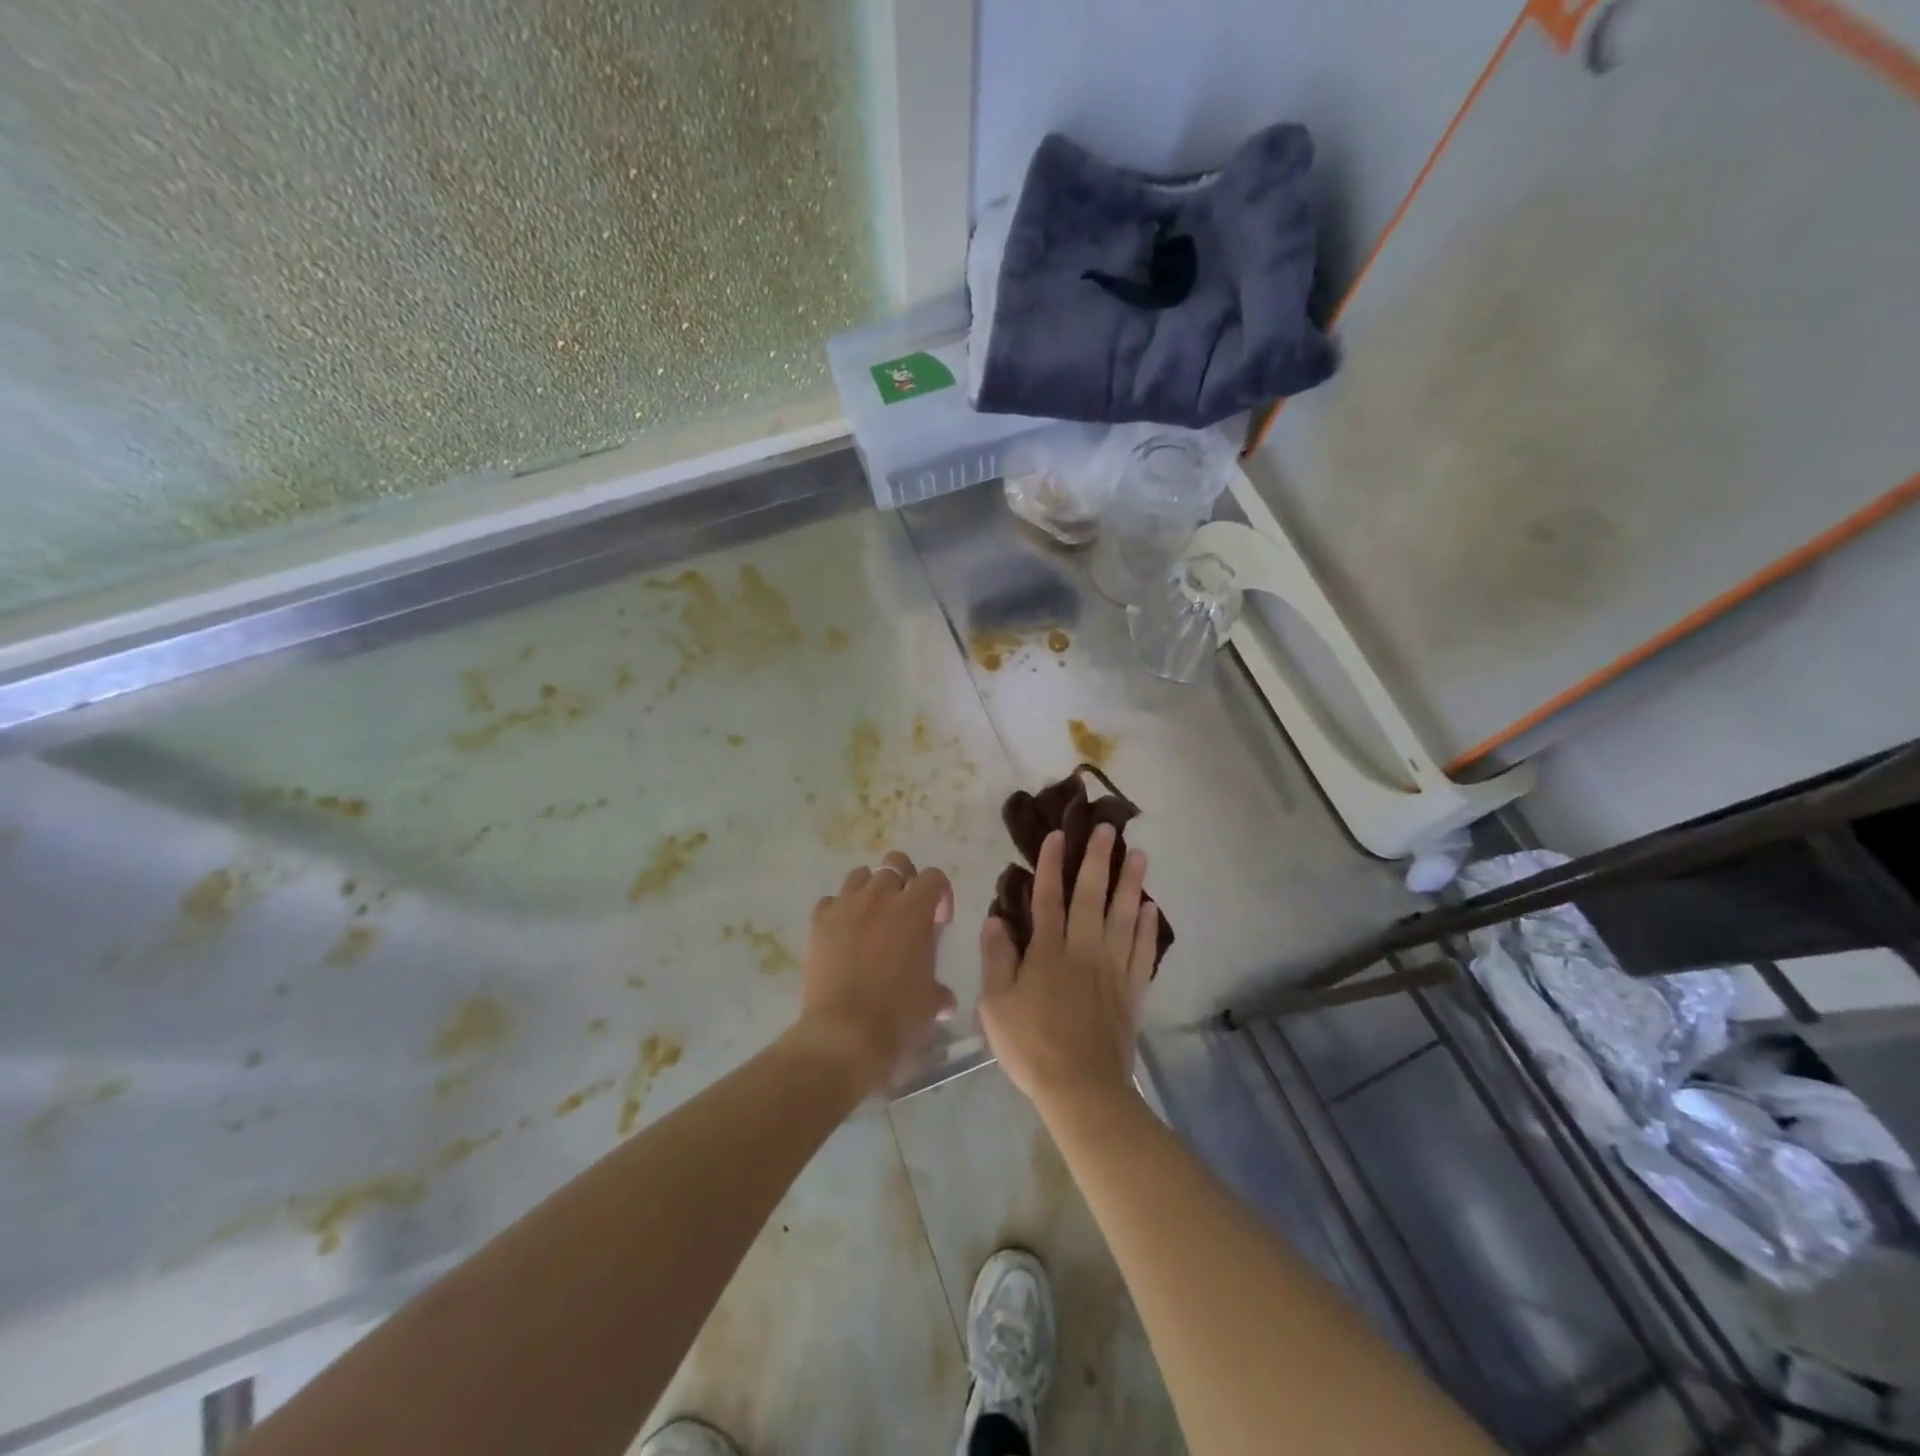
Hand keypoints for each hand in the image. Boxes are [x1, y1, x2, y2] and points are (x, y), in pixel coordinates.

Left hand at [794, 849, 956, 1092]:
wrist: (845, 1032)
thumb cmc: (898, 1014)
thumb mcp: (931, 1002)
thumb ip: (940, 991)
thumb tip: (944, 1000)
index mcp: (915, 909)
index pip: (934, 877)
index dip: (940, 895)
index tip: (939, 922)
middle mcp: (881, 896)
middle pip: (895, 863)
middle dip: (904, 879)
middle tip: (906, 909)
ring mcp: (846, 905)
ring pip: (861, 875)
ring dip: (870, 890)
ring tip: (873, 917)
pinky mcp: (819, 921)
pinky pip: (831, 900)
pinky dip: (839, 910)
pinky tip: (843, 933)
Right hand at [978, 825, 1157, 1115]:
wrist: (1082, 1088)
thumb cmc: (1031, 1046)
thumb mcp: (995, 1005)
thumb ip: (996, 959)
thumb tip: (995, 918)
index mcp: (1048, 951)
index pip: (1048, 897)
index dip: (1050, 864)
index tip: (1056, 835)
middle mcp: (1083, 950)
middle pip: (1092, 896)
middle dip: (1098, 860)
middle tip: (1109, 829)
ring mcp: (1112, 969)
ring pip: (1123, 916)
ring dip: (1131, 883)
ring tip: (1141, 855)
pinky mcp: (1132, 990)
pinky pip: (1142, 950)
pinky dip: (1147, 927)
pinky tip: (1151, 908)